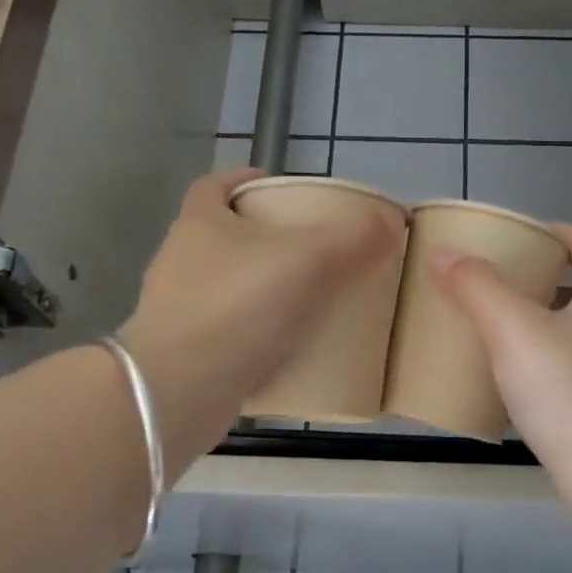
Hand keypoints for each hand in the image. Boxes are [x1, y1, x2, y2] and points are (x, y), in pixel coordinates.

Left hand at [117, 169, 404, 476]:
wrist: (179, 391)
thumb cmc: (236, 308)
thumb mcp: (306, 261)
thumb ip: (353, 238)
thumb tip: (392, 220)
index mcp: (199, 224)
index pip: (217, 185)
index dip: (248, 180)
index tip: (283, 191)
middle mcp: (182, 262)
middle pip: (228, 237)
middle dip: (268, 240)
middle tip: (316, 252)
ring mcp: (182, 311)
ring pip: (231, 288)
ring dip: (266, 290)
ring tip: (313, 301)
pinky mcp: (191, 355)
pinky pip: (234, 334)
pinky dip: (261, 337)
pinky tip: (294, 350)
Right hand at [430, 223, 571, 465]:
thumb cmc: (566, 389)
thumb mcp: (513, 329)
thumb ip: (478, 288)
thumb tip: (444, 251)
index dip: (569, 237)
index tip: (536, 234)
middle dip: (547, 287)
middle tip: (503, 288)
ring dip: (541, 335)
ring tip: (497, 339)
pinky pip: (566, 386)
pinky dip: (539, 380)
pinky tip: (508, 395)